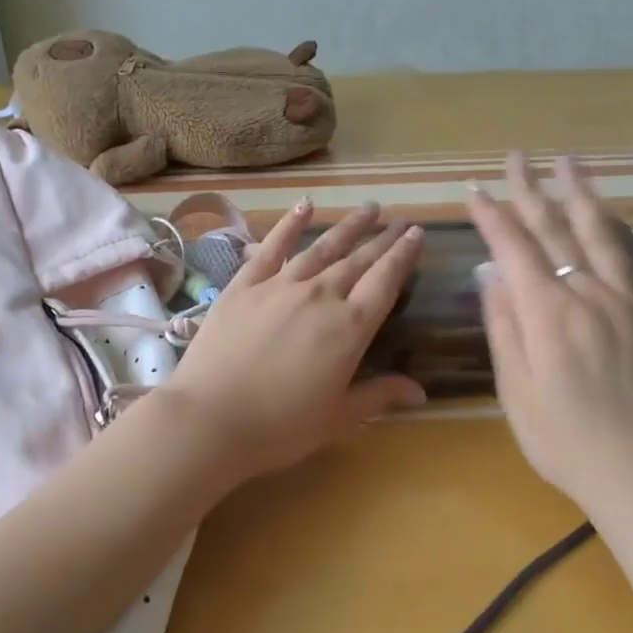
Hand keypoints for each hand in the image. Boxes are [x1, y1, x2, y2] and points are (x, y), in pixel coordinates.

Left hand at [166, 198, 425, 480]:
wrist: (210, 418)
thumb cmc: (280, 426)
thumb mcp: (338, 418)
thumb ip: (380, 396)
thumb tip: (422, 391)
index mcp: (349, 328)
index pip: (385, 282)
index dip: (402, 256)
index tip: (416, 234)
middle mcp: (320, 296)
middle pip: (357, 260)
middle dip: (381, 238)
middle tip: (399, 219)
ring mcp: (280, 286)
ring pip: (321, 248)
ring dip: (346, 227)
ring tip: (367, 209)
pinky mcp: (244, 285)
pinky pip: (272, 247)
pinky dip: (290, 225)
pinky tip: (305, 206)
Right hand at [468, 153, 632, 507]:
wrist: (632, 471)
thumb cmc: (558, 437)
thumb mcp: (513, 386)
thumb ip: (504, 324)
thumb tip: (491, 273)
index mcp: (548, 312)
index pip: (515, 250)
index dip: (492, 217)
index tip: (474, 189)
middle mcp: (590, 295)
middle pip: (556, 234)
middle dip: (531, 192)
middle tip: (516, 157)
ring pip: (608, 240)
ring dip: (587, 198)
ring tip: (572, 164)